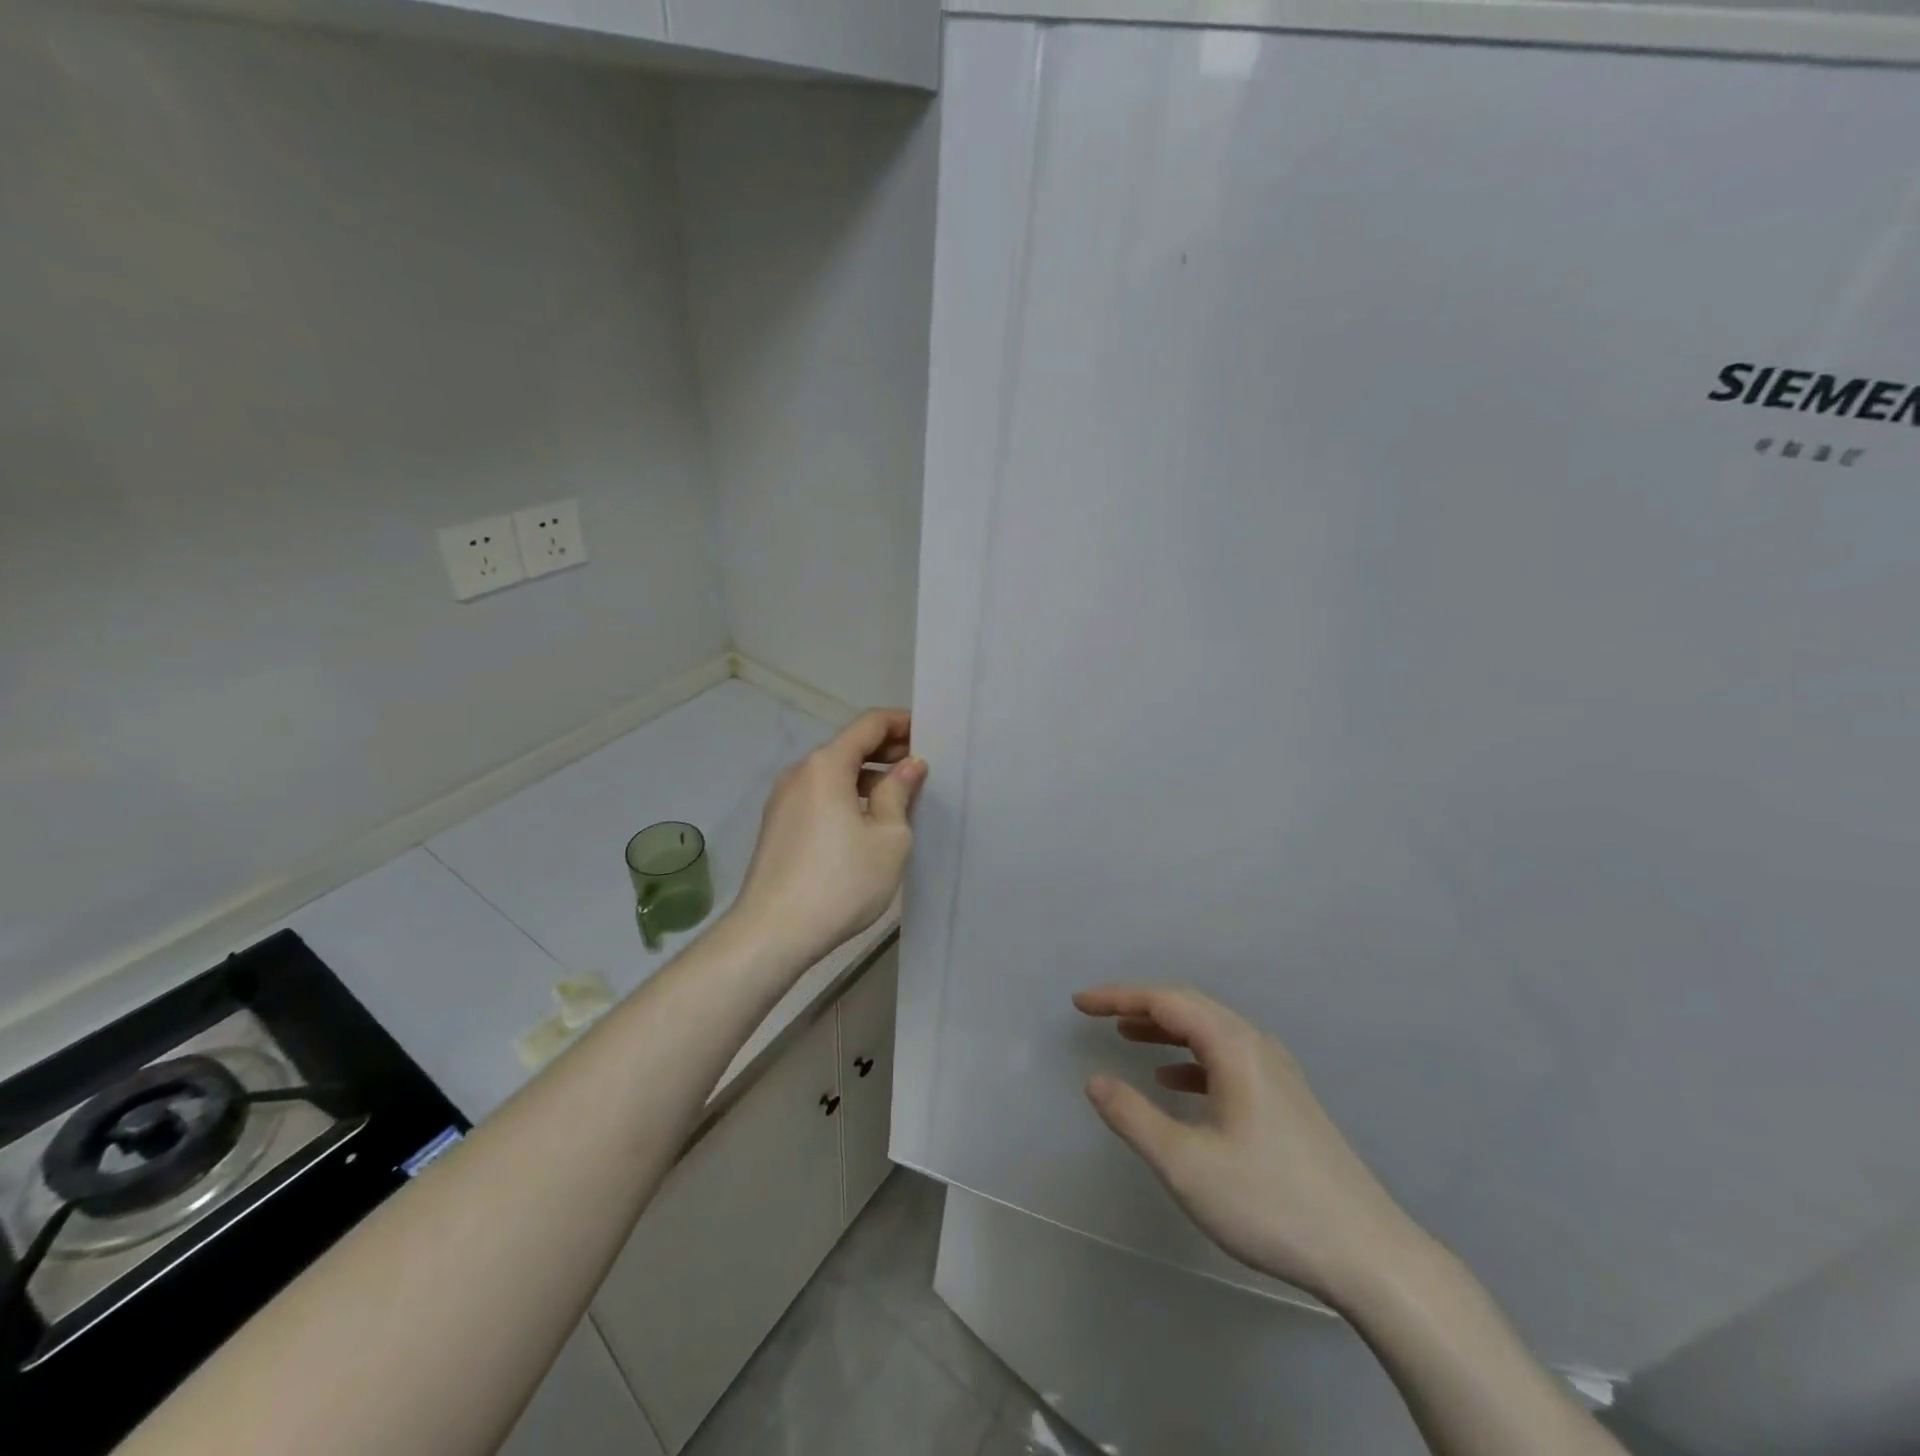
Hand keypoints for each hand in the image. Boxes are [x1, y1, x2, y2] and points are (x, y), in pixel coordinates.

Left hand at [729, 709, 925, 968]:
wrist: (772, 933)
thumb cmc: (840, 882)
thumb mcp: (888, 838)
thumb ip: (899, 793)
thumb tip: (909, 766)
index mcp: (825, 766)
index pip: (868, 724)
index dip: (900, 723)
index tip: (929, 734)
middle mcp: (799, 773)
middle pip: (848, 747)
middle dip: (886, 751)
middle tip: (922, 768)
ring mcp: (783, 801)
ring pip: (833, 775)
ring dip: (868, 778)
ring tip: (901, 798)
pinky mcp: (778, 827)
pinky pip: (819, 797)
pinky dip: (847, 797)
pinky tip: (868, 823)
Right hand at [1074, 985, 1424, 1308]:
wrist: (1369, 1256)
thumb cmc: (1269, 1203)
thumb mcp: (1186, 1164)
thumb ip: (1133, 1117)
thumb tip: (1095, 1081)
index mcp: (1233, 1047)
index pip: (1165, 1001)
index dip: (1118, 997)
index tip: (1079, 1003)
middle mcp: (1256, 1045)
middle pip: (1190, 1006)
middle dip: (1139, 1005)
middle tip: (1098, 1014)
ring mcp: (1277, 1071)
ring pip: (1210, 1031)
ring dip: (1166, 1029)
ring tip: (1127, 1037)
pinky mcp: (1286, 1099)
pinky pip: (1227, 1058)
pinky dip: (1192, 1058)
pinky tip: (1174, 1082)